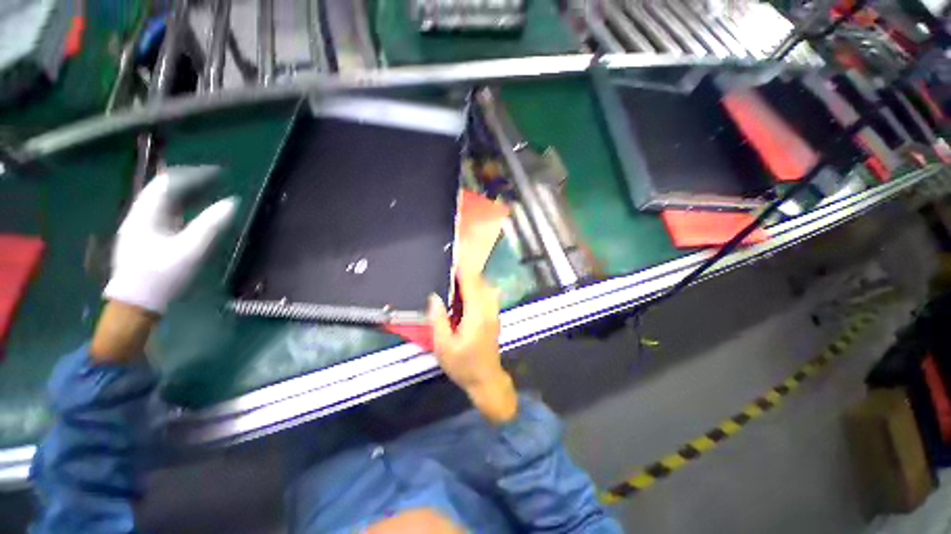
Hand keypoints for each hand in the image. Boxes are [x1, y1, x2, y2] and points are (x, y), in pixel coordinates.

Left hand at [91, 167, 236, 363]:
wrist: (136, 303)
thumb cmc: (161, 276)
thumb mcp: (190, 250)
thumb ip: (210, 225)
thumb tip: (231, 202)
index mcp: (145, 214)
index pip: (167, 182)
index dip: (193, 174)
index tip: (217, 174)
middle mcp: (139, 215)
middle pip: (162, 189)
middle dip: (189, 181)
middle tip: (215, 181)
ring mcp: (139, 227)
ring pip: (162, 201)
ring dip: (185, 194)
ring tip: (207, 192)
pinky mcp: (143, 238)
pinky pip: (162, 213)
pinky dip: (180, 207)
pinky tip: (191, 212)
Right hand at [429, 269, 516, 423]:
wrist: (487, 380)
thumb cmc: (463, 366)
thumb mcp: (443, 347)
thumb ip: (438, 320)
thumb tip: (434, 298)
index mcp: (476, 316)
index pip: (471, 285)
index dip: (463, 271)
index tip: (453, 261)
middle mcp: (488, 310)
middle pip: (481, 283)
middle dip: (468, 272)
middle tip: (451, 270)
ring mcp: (494, 313)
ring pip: (487, 287)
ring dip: (474, 280)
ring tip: (457, 280)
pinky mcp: (495, 317)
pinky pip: (489, 295)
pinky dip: (479, 288)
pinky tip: (467, 293)